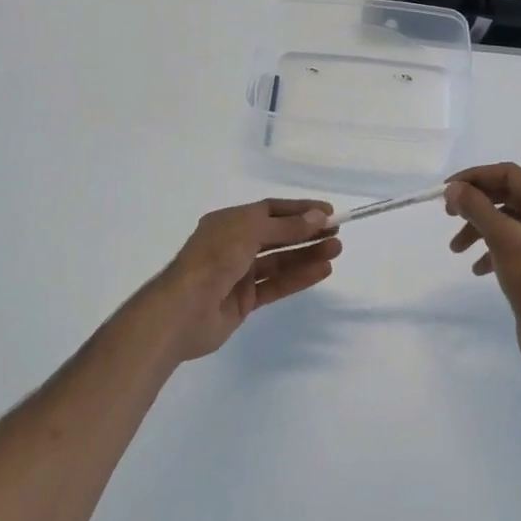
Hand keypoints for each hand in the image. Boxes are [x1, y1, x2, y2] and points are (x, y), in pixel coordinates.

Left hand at [146, 198, 341, 361]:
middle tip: (337, 232)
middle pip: (277, 235)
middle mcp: (234, 244)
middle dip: (307, 232)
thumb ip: (286, 227)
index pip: (270, 210)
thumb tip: (318, 217)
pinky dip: (298, 277)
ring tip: (336, 250)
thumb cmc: (213, 260)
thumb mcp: (250, 233)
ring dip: (307, 254)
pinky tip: (322, 271)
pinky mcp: (244, 301)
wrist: (182, 311)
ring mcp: (239, 274)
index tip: (328, 211)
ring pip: (279, 261)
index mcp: (229, 222)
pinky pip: (276, 285)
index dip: (299, 210)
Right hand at [446, 163, 520, 377]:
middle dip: (475, 204)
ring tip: (456, 249)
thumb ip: (477, 208)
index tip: (447, 191)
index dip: (475, 177)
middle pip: (506, 195)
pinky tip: (476, 268)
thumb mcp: (502, 238)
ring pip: (505, 221)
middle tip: (448, 215)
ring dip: (478, 229)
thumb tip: (454, 188)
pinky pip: (509, 244)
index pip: (508, 173)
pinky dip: (489, 250)